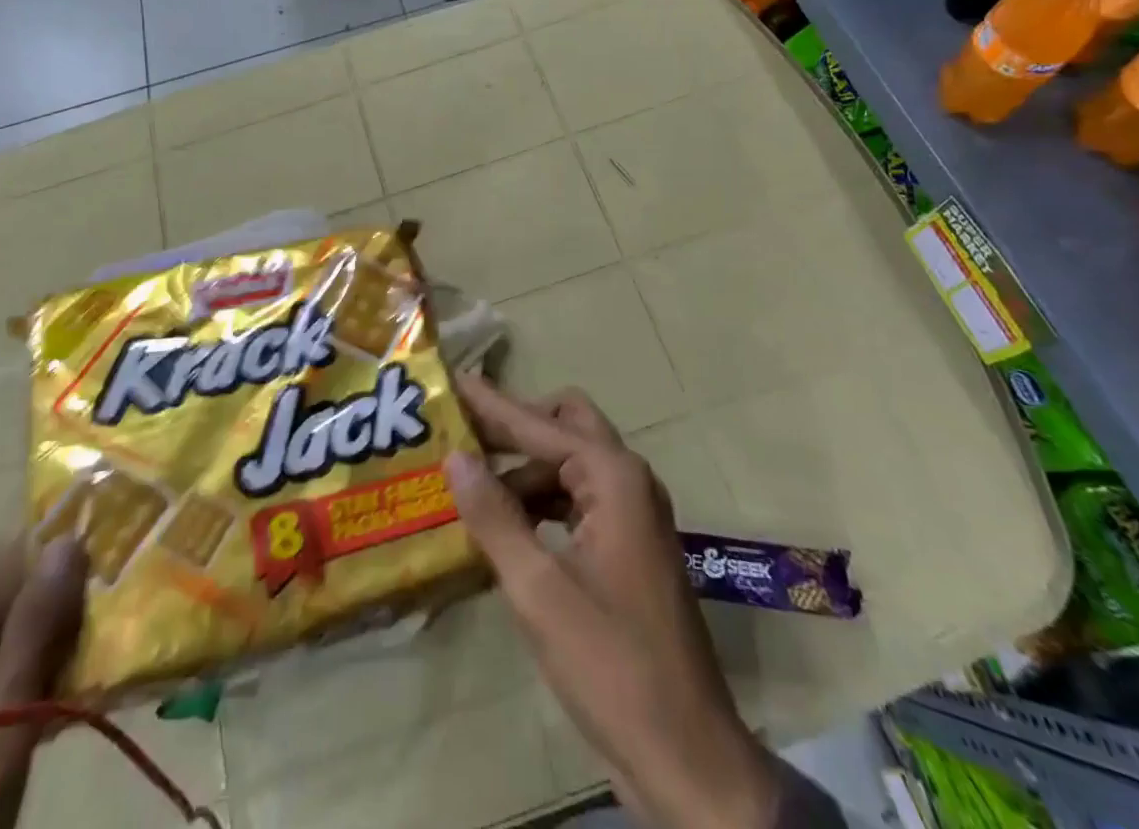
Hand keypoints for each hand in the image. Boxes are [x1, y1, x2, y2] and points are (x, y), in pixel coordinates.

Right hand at [446, 376, 784, 828]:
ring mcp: (633, 515)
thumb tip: (455, 457)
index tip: (451, 381)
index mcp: (614, 479)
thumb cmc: (611, 665)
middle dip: (514, 427)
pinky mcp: (629, 547)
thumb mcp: (538, 590)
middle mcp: (628, 482)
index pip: (539, 425)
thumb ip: (494, 516)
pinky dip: (540, 502)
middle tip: (461, 433)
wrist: (687, 758)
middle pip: (565, 427)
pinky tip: (503, 525)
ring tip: (468, 483)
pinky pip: (577, 500)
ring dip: (524, 469)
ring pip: (570, 465)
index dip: (492, 404)